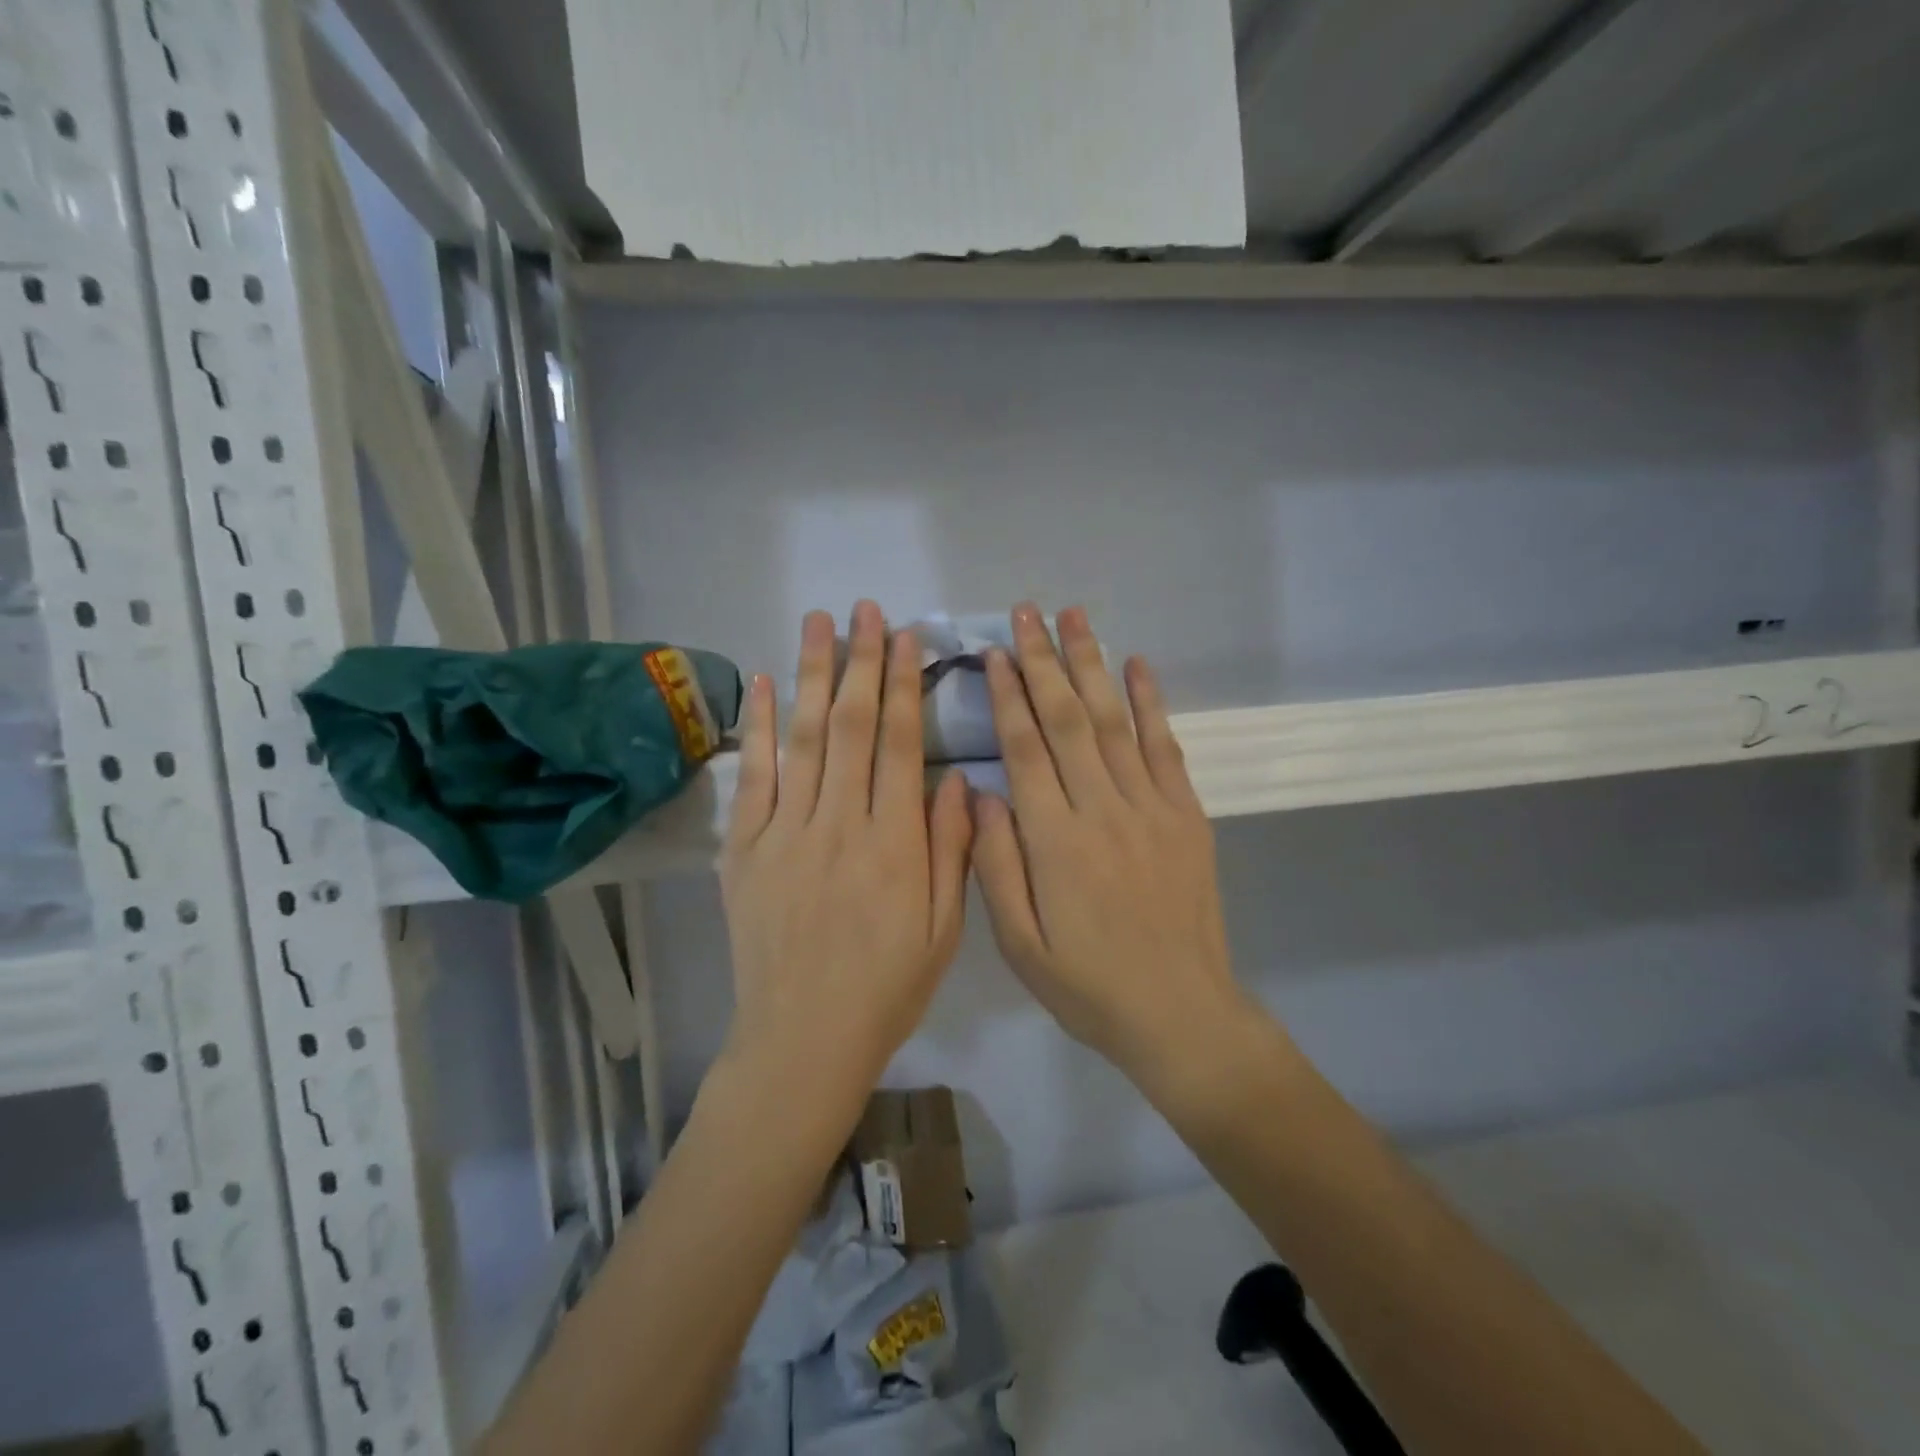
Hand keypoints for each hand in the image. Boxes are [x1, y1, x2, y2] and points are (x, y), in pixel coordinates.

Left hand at [720, 601, 972, 1092]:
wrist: (803, 1038)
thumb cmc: (886, 987)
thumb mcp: (943, 928)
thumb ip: (952, 848)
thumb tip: (958, 777)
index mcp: (894, 843)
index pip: (898, 744)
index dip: (902, 686)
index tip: (906, 638)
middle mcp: (839, 824)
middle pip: (850, 726)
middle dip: (860, 661)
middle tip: (865, 610)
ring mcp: (786, 833)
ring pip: (802, 738)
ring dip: (810, 674)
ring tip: (818, 622)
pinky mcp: (746, 850)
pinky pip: (754, 778)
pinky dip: (757, 728)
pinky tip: (762, 683)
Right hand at [972, 604, 1247, 1085]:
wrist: (1180, 1013)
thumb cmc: (1088, 985)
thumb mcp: (1020, 943)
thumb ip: (994, 865)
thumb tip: (981, 794)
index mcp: (1054, 840)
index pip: (1025, 749)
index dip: (1008, 695)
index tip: (994, 652)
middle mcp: (1101, 809)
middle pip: (1067, 719)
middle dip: (1043, 660)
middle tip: (1027, 612)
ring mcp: (1151, 807)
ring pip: (1113, 721)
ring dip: (1092, 664)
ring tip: (1075, 617)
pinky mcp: (1187, 815)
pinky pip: (1165, 747)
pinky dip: (1151, 703)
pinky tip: (1138, 666)